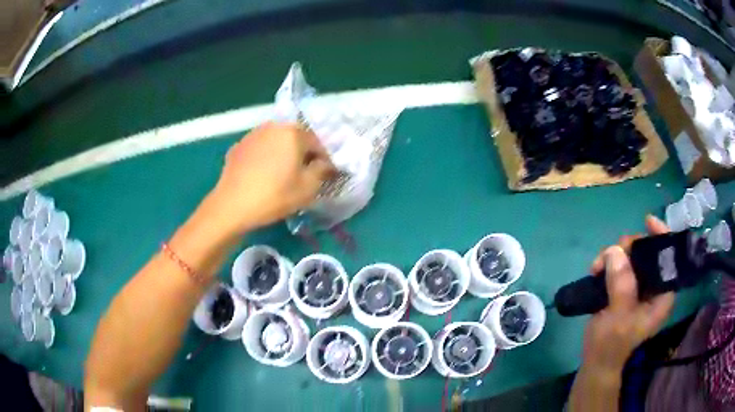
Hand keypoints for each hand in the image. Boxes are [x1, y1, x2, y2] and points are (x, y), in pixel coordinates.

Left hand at [205, 122, 335, 233]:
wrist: (231, 205)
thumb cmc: (274, 195)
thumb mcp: (308, 188)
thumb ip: (322, 170)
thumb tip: (325, 163)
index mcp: (293, 132)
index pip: (317, 142)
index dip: (324, 160)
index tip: (324, 175)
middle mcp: (273, 127)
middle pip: (295, 138)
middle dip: (302, 154)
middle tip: (303, 175)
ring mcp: (252, 135)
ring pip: (276, 142)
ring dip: (283, 154)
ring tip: (282, 175)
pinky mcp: (238, 147)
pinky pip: (259, 149)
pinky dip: (265, 158)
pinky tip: (262, 175)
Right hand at [581, 215, 674, 372]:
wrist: (596, 359)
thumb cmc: (612, 344)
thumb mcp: (618, 318)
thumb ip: (621, 287)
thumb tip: (615, 252)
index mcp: (662, 294)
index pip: (668, 258)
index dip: (661, 236)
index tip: (647, 222)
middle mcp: (653, 285)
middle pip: (647, 251)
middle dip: (628, 248)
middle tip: (610, 256)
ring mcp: (638, 285)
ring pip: (630, 255)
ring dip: (613, 255)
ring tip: (597, 267)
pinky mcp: (625, 286)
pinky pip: (618, 263)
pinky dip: (607, 262)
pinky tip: (596, 270)